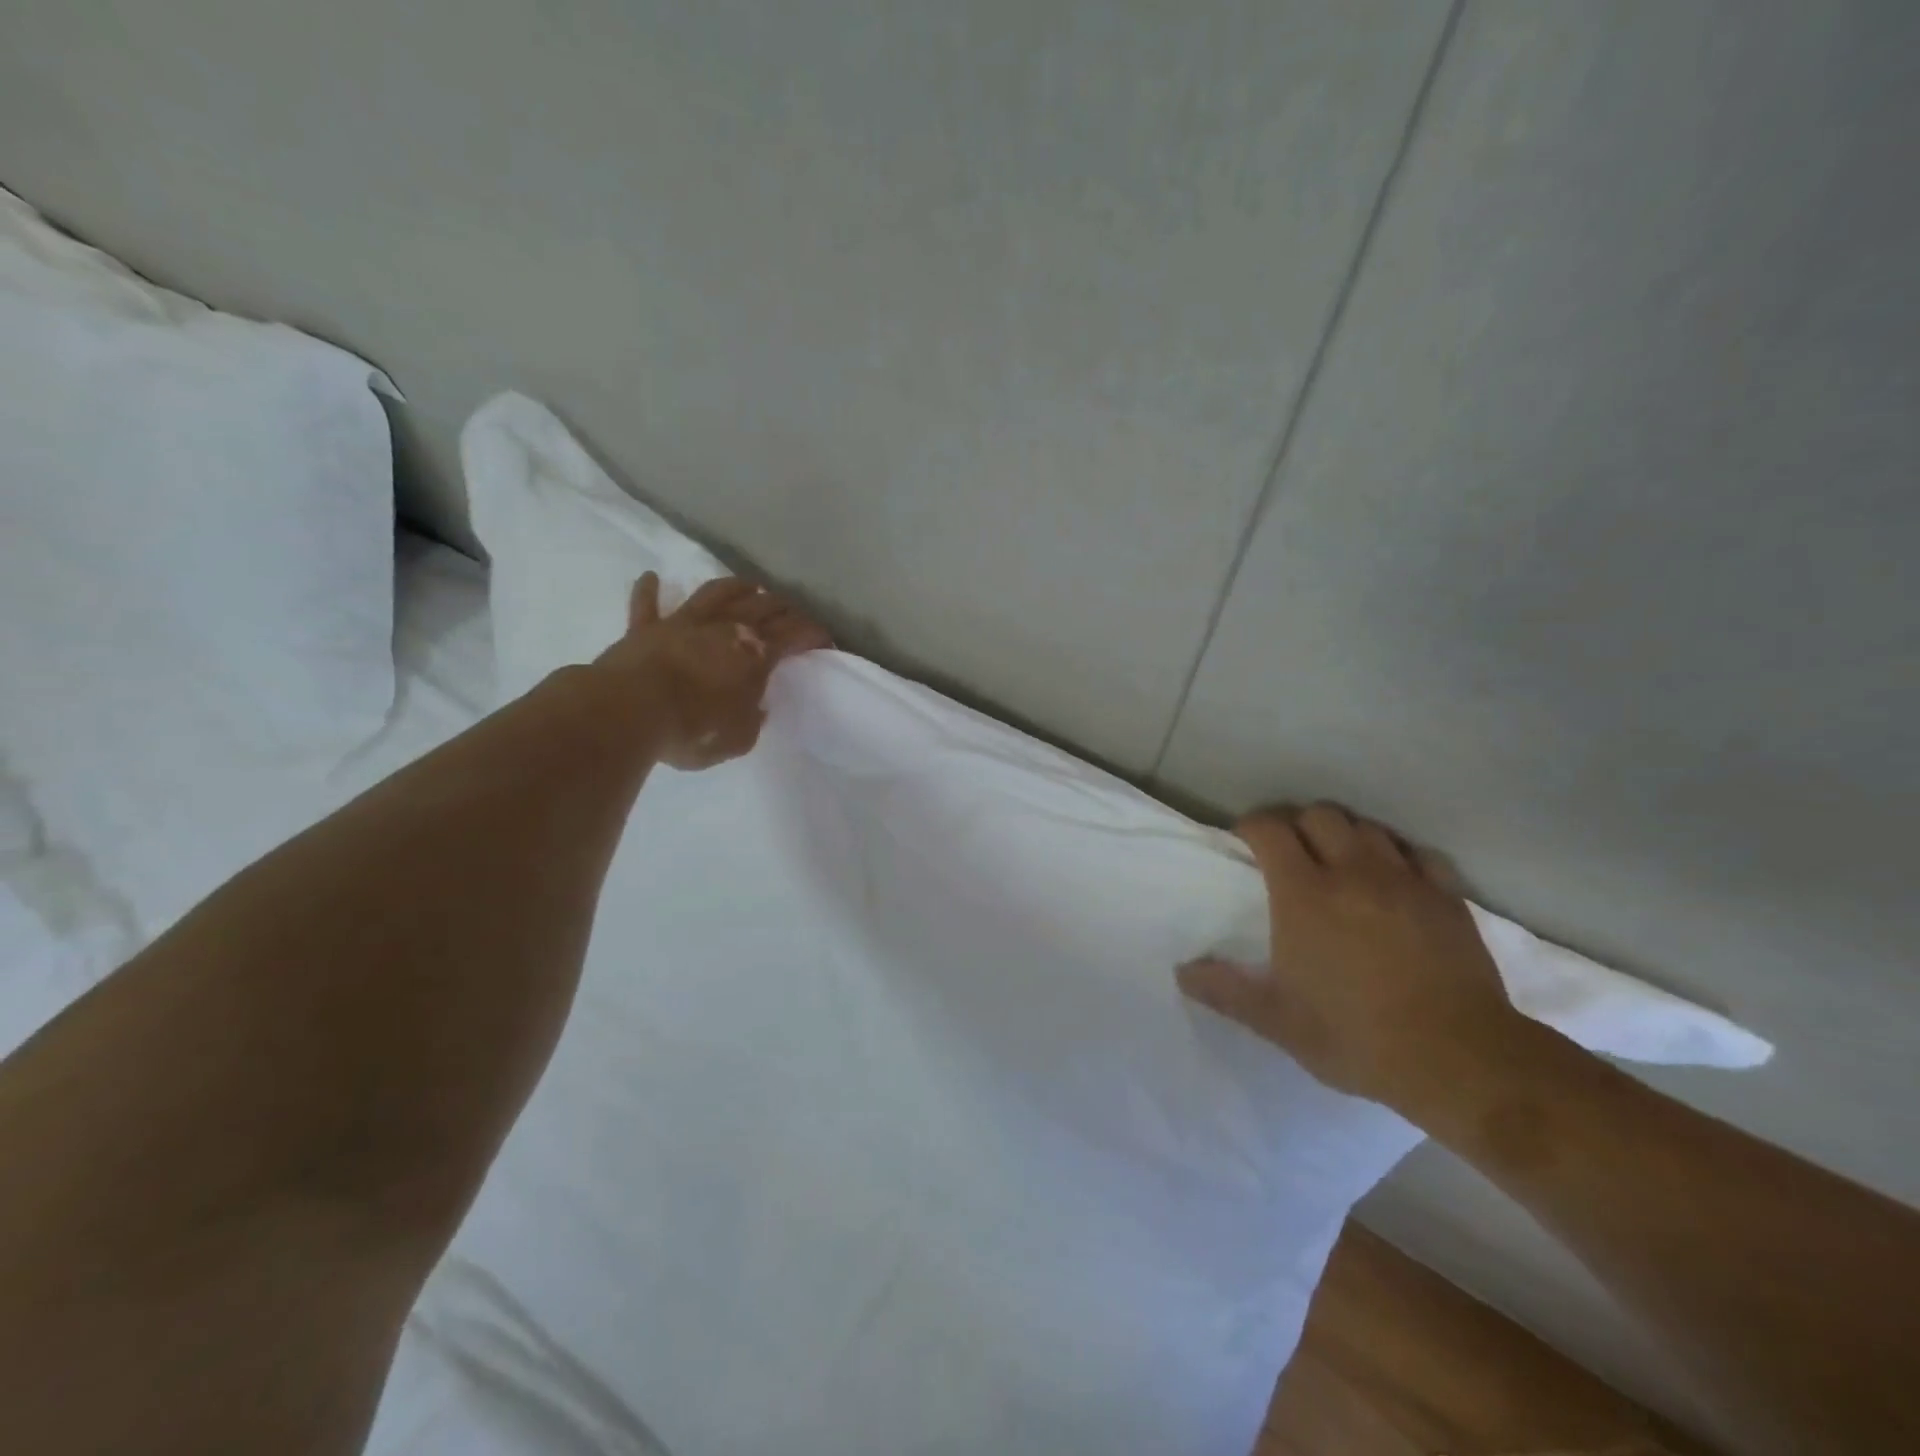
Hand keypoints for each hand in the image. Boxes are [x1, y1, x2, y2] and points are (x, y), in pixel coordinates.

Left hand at [594, 572, 830, 770]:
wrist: (629, 712)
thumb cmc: (693, 729)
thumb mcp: (738, 739)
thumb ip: (751, 720)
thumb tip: (754, 707)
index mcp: (754, 654)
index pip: (794, 635)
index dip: (814, 634)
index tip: (825, 641)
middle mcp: (724, 628)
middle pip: (763, 606)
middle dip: (784, 608)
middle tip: (793, 613)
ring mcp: (682, 623)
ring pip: (715, 592)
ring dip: (736, 586)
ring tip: (750, 585)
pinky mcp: (644, 629)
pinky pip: (646, 605)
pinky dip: (649, 591)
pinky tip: (651, 578)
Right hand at [1177, 804, 1527, 1111]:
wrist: (1460, 1059)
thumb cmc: (1356, 1036)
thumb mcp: (1278, 1021)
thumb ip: (1226, 991)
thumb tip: (1182, 972)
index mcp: (1304, 895)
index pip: (1270, 829)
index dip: (1252, 826)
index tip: (1244, 841)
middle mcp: (1352, 872)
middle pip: (1319, 815)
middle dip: (1298, 824)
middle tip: (1290, 852)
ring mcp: (1404, 880)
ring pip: (1368, 827)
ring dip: (1345, 834)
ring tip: (1339, 861)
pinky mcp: (1446, 896)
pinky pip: (1417, 853)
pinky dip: (1396, 854)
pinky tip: (1392, 878)